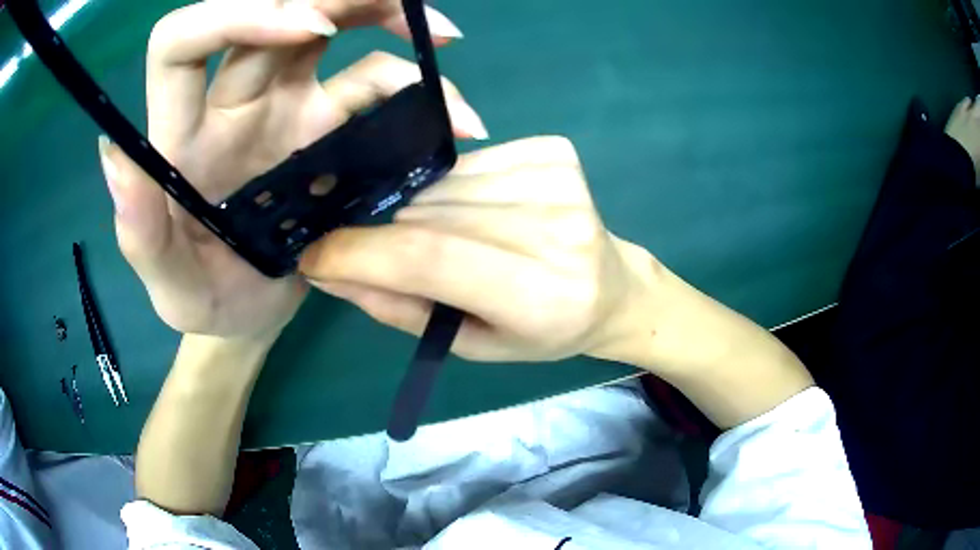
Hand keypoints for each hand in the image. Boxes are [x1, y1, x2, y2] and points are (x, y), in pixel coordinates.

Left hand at [98, 0, 485, 337]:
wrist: (249, 310)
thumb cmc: (202, 298)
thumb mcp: (169, 286)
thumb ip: (139, 233)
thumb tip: (114, 159)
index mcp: (180, 132)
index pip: (185, 39)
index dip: (239, 14)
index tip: (311, 30)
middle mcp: (229, 100)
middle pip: (273, 8)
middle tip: (406, 11)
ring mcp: (282, 105)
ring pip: (328, 26)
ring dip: (385, 16)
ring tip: (444, 37)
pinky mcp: (324, 125)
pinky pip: (371, 84)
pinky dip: (415, 88)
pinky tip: (455, 113)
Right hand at [299, 137, 813, 427]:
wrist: (612, 289)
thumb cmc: (542, 332)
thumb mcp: (470, 342)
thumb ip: (399, 308)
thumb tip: (328, 269)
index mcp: (541, 295)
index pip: (430, 257)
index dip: (360, 252)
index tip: (315, 255)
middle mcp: (554, 229)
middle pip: (430, 214)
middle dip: (385, 235)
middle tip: (378, 254)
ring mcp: (558, 180)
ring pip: (444, 184)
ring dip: (421, 211)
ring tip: (445, 238)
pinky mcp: (555, 151)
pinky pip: (471, 163)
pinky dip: (454, 188)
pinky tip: (479, 211)